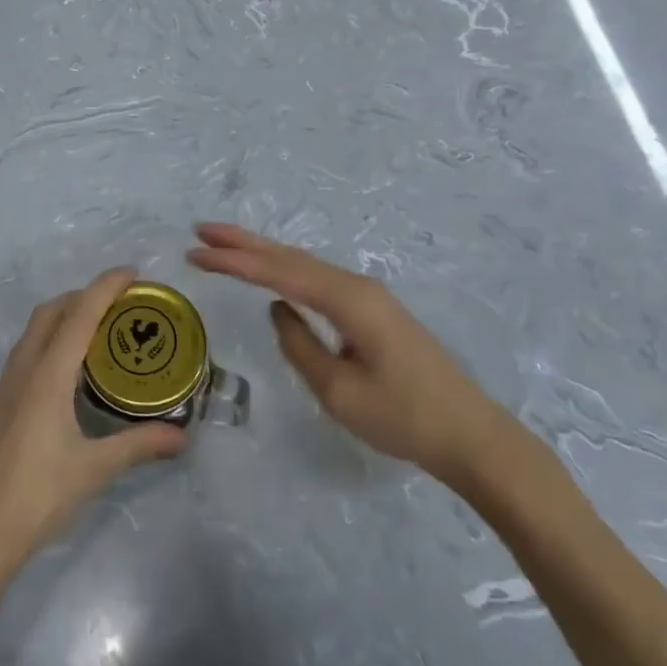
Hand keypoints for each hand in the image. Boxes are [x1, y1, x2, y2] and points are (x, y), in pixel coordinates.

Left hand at [0, 268, 188, 580]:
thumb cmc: (37, 496)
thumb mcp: (93, 469)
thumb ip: (138, 445)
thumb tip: (182, 436)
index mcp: (47, 374)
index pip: (80, 313)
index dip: (106, 286)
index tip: (132, 272)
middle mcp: (23, 369)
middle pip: (51, 312)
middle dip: (83, 296)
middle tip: (118, 304)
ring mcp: (4, 386)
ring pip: (33, 332)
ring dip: (63, 317)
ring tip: (96, 332)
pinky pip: (24, 354)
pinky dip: (49, 343)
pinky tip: (65, 375)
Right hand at [187, 224, 512, 487]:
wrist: (472, 435)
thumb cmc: (404, 418)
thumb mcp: (339, 390)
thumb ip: (299, 345)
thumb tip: (278, 310)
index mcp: (347, 299)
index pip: (278, 272)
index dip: (234, 261)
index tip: (195, 252)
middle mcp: (356, 285)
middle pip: (289, 256)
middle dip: (242, 242)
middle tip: (200, 230)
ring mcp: (367, 295)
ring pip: (303, 264)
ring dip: (262, 253)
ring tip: (223, 244)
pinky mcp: (372, 310)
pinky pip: (317, 279)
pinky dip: (285, 270)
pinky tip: (271, 271)